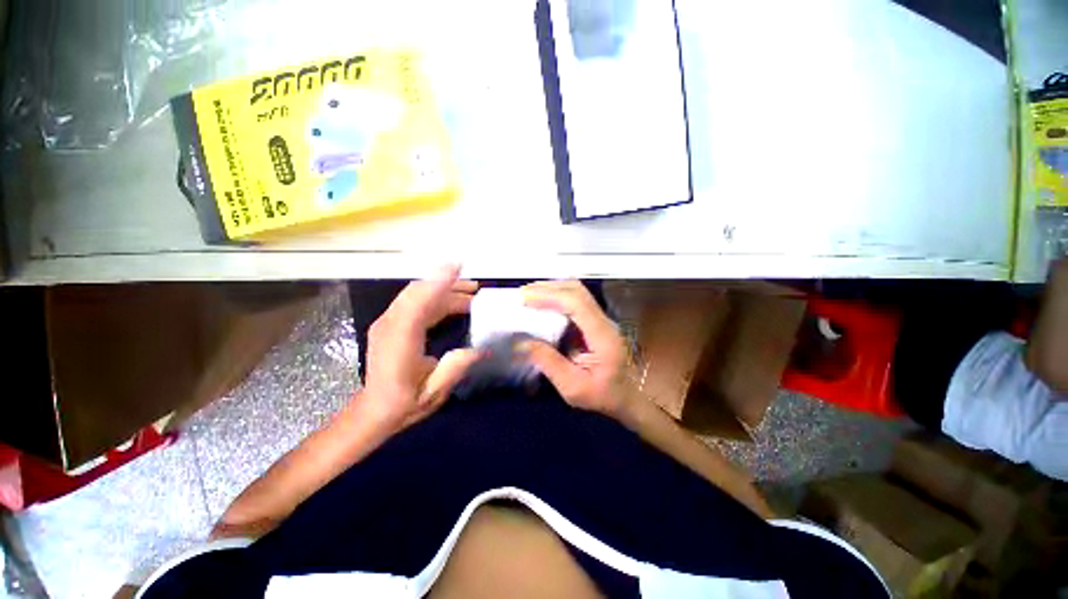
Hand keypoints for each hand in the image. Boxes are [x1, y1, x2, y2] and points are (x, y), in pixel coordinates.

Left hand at [362, 265, 481, 429]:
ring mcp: (389, 322)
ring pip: (418, 295)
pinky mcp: (393, 323)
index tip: (458, 267)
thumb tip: (481, 349)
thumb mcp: (434, 391)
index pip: (417, 302)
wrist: (374, 410)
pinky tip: (454, 305)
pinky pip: (416, 302)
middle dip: (448, 284)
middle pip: (418, 292)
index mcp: (399, 341)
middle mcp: (390, 324)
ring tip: (471, 295)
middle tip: (476, 288)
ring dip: (445, 291)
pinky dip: (437, 298)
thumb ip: (456, 367)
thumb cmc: (404, 403)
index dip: (438, 283)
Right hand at [520, 280, 635, 416]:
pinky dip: (557, 296)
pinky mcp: (596, 321)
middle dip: (547, 288)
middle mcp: (604, 321)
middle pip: (577, 291)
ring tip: (529, 295)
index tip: (525, 299)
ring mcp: (601, 318)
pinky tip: (543, 303)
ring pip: (577, 292)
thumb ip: (549, 363)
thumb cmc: (604, 395)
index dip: (550, 297)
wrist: (631, 396)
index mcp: (602, 336)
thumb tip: (522, 342)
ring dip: (552, 289)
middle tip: (522, 294)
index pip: (577, 304)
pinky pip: (576, 300)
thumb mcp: (574, 388)